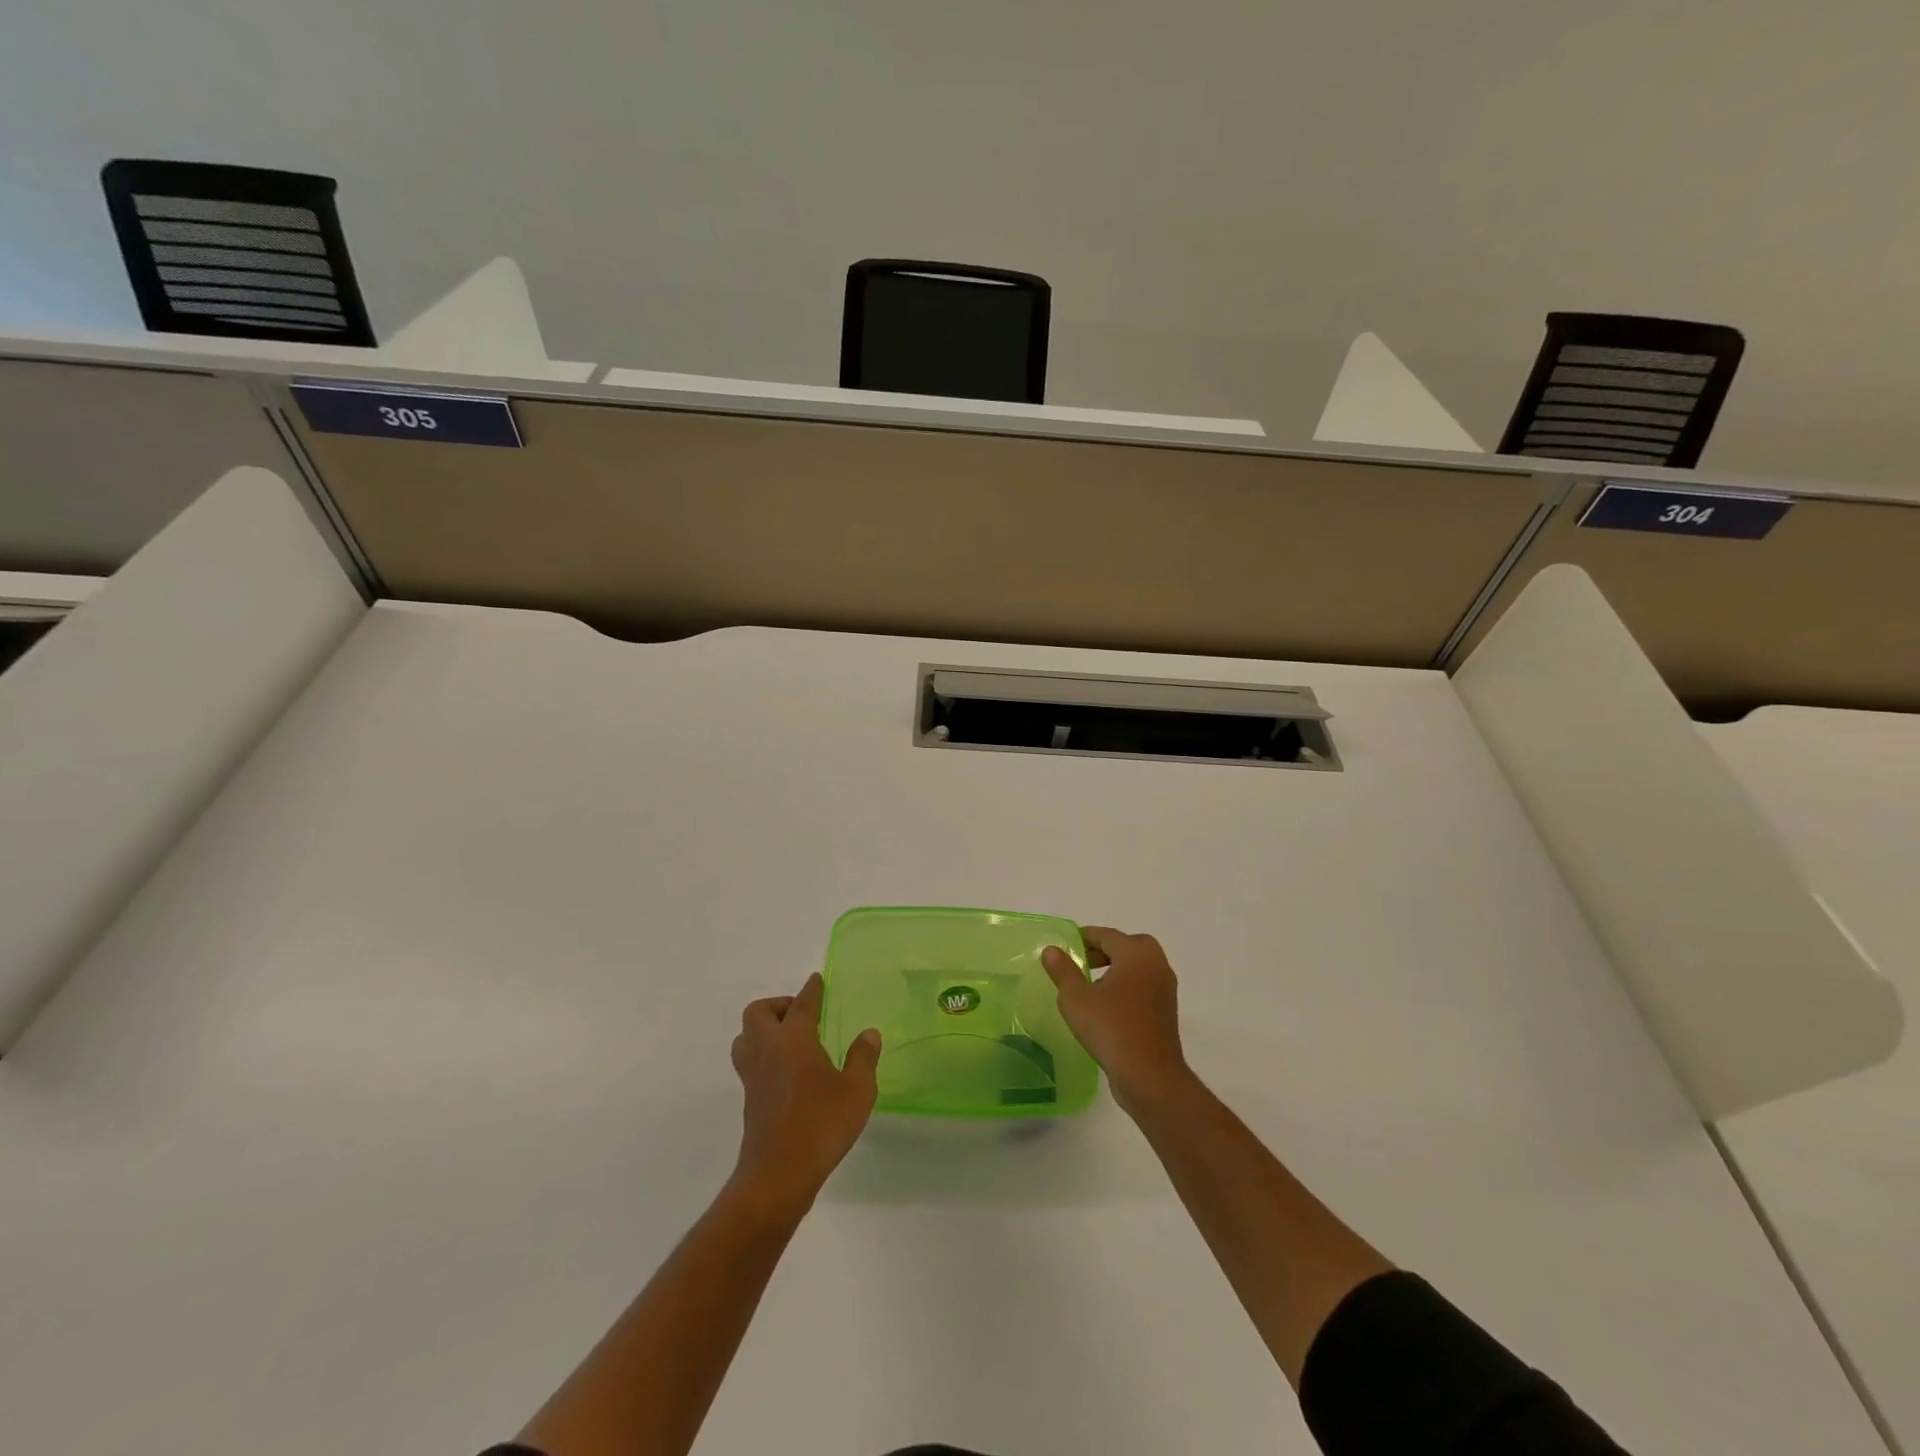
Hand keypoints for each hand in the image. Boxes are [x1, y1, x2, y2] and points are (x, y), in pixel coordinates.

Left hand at [730, 972, 880, 1209]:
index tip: (816, 980)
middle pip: (758, 1013)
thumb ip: (863, 1058)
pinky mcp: (750, 1100)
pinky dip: (764, 1055)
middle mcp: (768, 1050)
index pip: (801, 1004)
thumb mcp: (857, 1090)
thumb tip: (868, 1034)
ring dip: (763, 1030)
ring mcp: (754, 1076)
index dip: (811, 990)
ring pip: (745, 1038)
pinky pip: (749, 1062)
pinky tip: (787, 1071)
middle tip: (802, 1015)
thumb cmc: (821, 1124)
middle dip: (778, 1005)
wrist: (778, 1174)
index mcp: (794, 1040)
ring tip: (790, 1040)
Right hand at [1043, 926, 1190, 1114]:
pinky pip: (1143, 987)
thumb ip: (1063, 970)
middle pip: (1128, 946)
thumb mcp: (1076, 999)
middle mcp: (1156, 965)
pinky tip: (1105, 1007)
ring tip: (1089, 986)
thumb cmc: (1111, 1029)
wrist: (1150, 1077)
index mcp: (1136, 954)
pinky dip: (1126, 986)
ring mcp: (1164, 989)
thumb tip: (1052, 949)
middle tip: (1081, 962)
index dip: (1084, 938)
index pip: (1107, 935)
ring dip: (1116, 969)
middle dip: (1104, 950)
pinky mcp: (1166, 1012)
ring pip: (1137, 967)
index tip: (1065, 946)